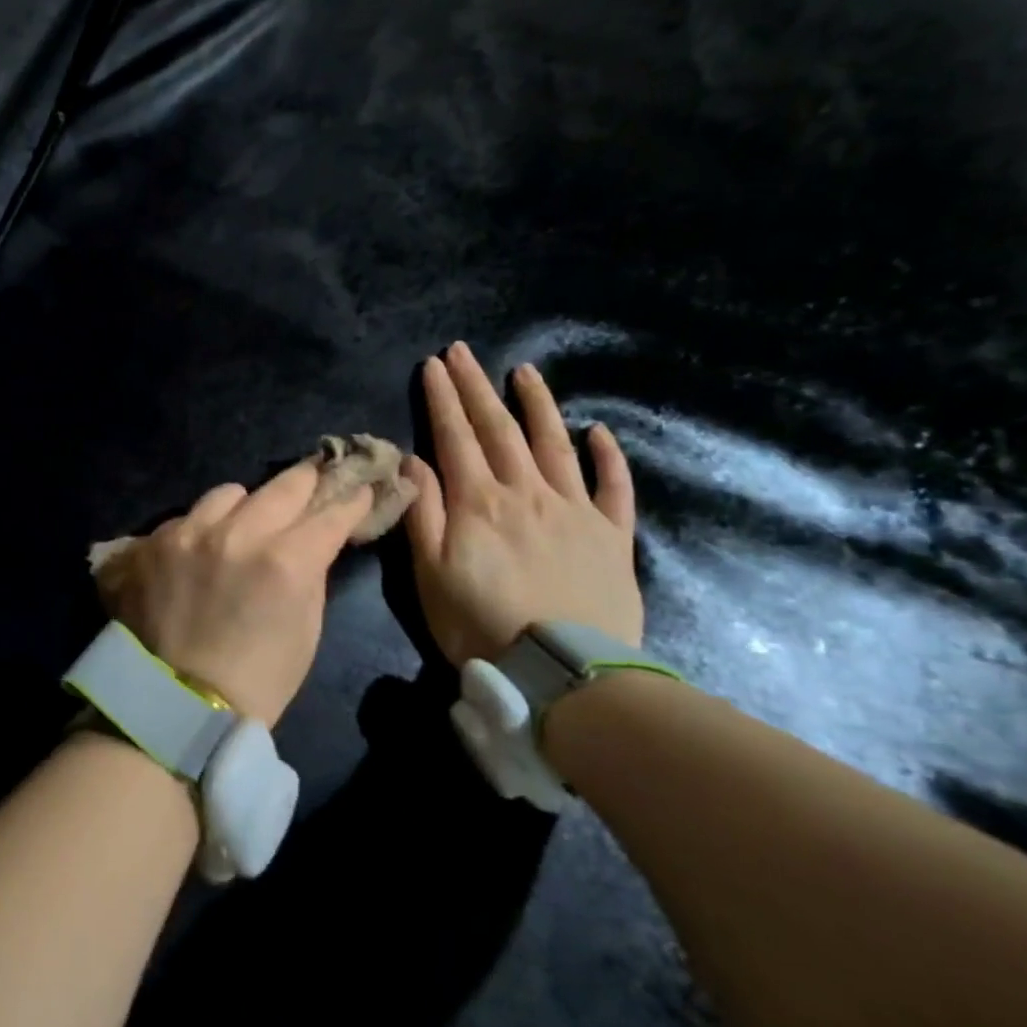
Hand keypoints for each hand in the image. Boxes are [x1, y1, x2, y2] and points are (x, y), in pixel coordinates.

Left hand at [98, 462, 374, 726]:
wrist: (179, 705)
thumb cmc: (259, 677)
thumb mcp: (307, 627)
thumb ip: (312, 569)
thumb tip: (317, 536)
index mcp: (285, 560)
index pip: (330, 512)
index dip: (350, 501)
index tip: (359, 491)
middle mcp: (236, 533)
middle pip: (283, 485)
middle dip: (306, 482)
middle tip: (315, 479)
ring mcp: (187, 533)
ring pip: (229, 493)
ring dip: (245, 505)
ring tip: (245, 523)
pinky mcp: (151, 542)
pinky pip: (187, 517)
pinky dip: (201, 529)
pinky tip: (201, 551)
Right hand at [406, 342, 641, 666]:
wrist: (564, 674)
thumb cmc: (480, 624)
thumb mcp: (429, 573)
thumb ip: (422, 512)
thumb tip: (414, 459)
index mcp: (478, 502)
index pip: (455, 436)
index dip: (443, 398)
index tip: (433, 364)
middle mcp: (527, 493)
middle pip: (499, 429)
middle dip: (477, 386)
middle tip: (464, 351)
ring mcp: (575, 510)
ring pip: (554, 444)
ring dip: (538, 404)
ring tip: (525, 371)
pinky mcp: (611, 536)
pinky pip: (612, 487)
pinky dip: (607, 457)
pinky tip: (599, 432)